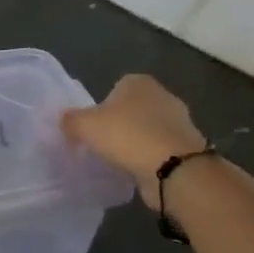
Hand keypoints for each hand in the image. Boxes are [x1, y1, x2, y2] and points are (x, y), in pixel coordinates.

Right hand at [60, 75, 205, 204]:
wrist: (173, 167)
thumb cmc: (126, 135)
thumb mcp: (84, 125)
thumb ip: (70, 120)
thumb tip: (66, 121)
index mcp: (138, 82)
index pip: (115, 88)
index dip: (101, 107)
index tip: (92, 128)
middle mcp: (162, 95)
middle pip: (132, 109)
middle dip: (119, 124)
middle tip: (102, 144)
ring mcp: (180, 121)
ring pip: (147, 130)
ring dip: (135, 142)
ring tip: (119, 161)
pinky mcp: (187, 146)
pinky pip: (160, 149)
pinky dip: (149, 158)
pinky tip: (138, 170)